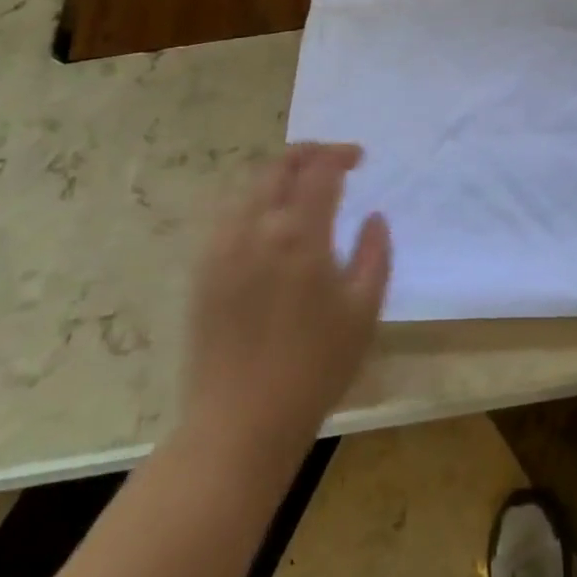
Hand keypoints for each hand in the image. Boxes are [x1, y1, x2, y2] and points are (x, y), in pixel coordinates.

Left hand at [181, 143, 392, 458]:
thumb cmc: (315, 366)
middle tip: (332, 160)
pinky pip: (227, 216)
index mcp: (298, 235)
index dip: (340, 154)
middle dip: (307, 153)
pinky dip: (253, 201)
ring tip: (302, 186)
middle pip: (277, 168)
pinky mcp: (202, 271)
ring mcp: (221, 249)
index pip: (319, 171)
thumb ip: (374, 253)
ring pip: (248, 188)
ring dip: (279, 175)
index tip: (359, 157)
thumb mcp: (363, 310)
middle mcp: (255, 229)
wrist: (241, 422)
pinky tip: (269, 221)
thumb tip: (373, 217)